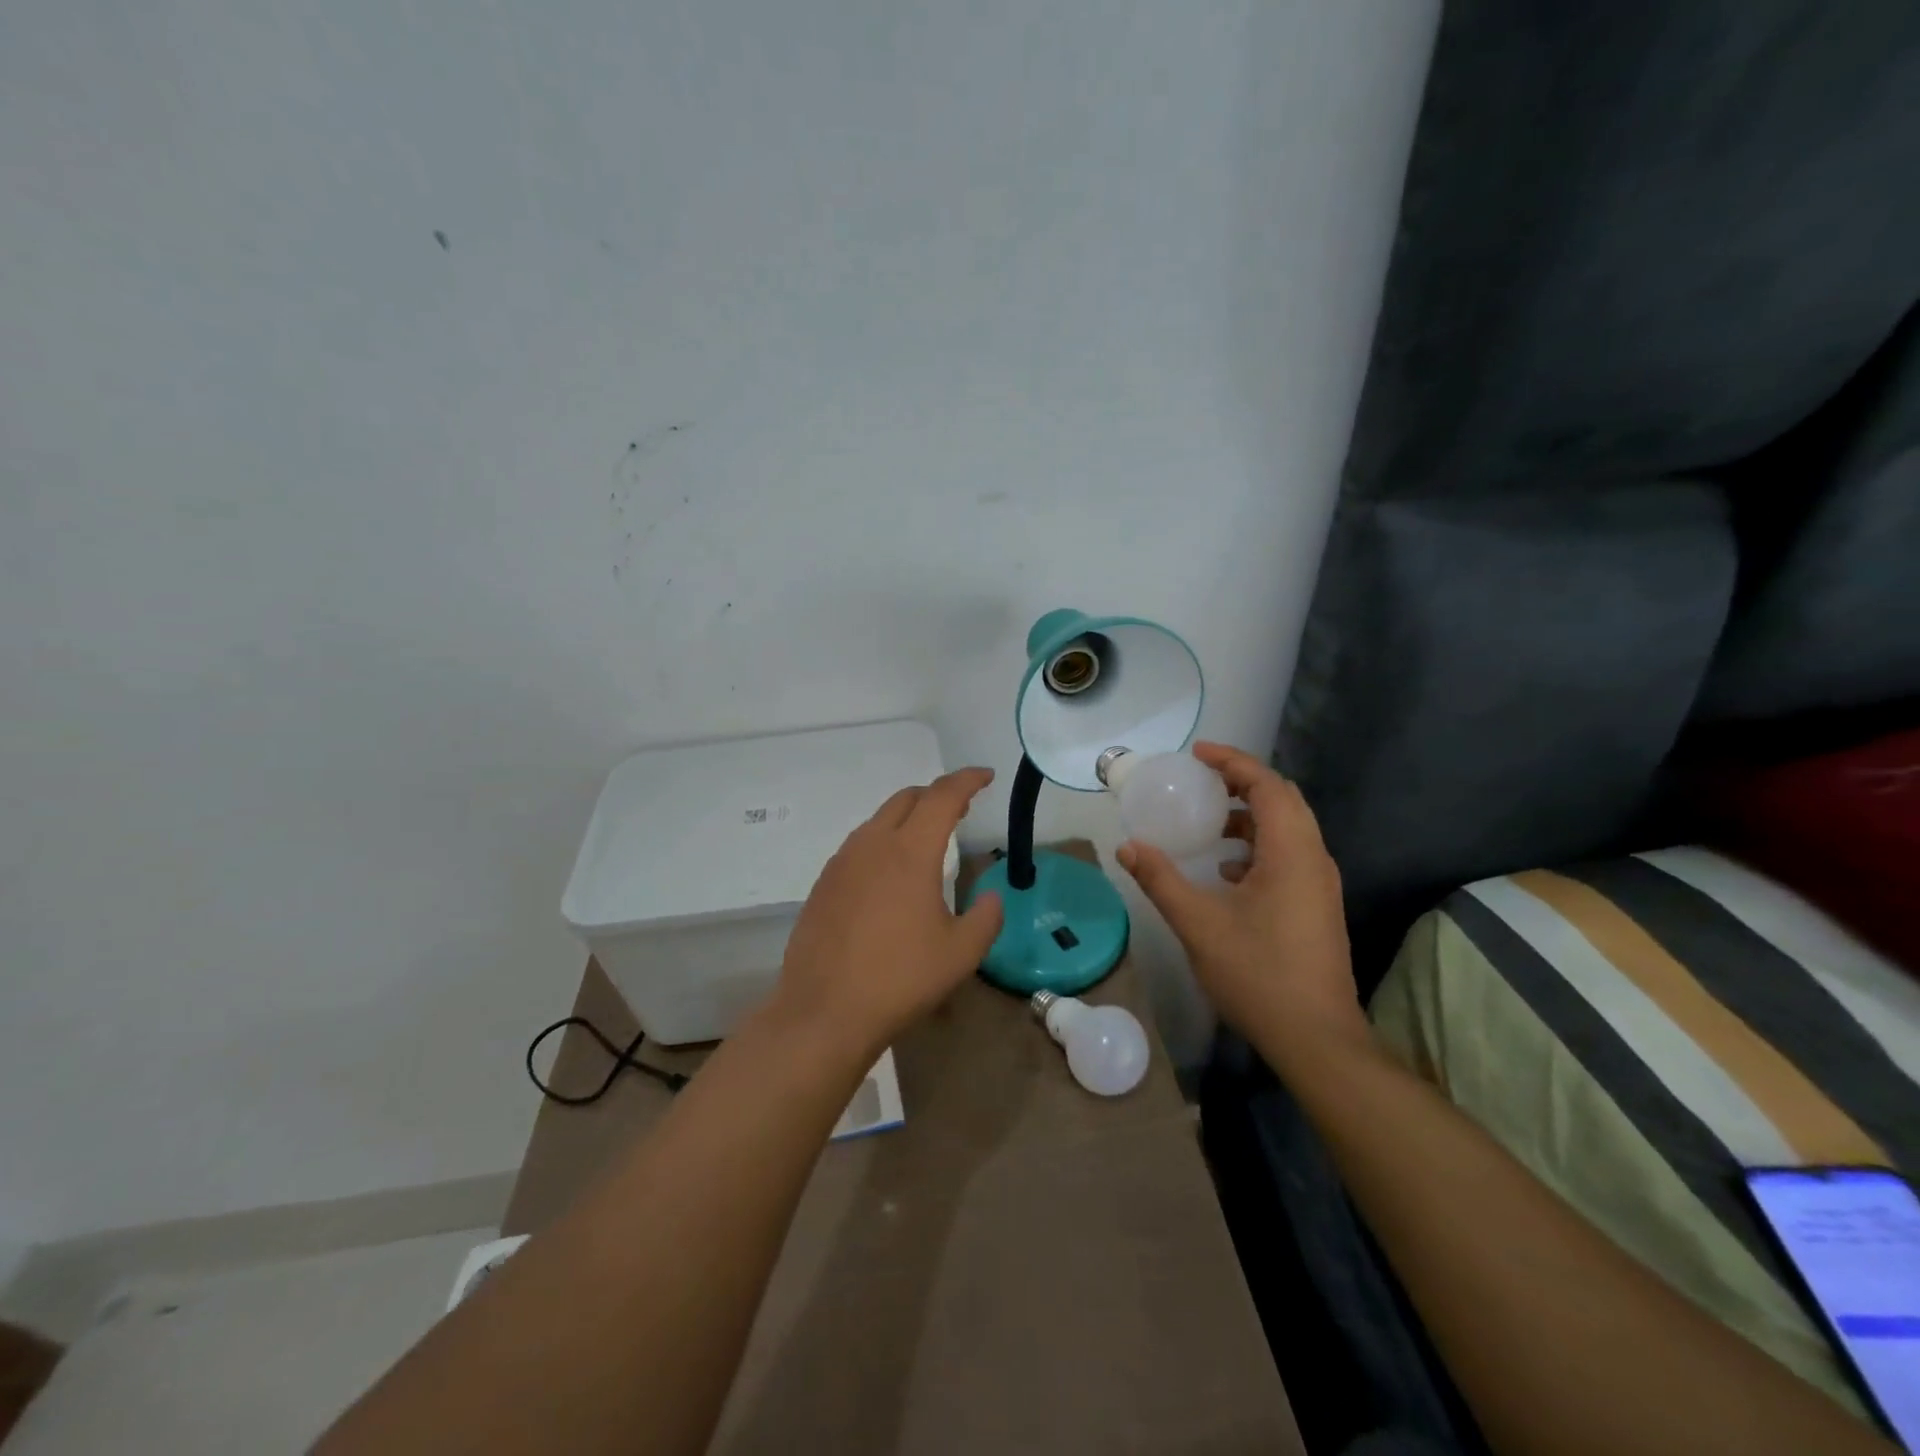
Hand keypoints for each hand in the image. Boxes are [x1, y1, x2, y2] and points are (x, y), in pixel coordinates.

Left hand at [768, 767, 1003, 1061]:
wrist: (824, 1011)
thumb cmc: (900, 979)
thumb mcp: (961, 953)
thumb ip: (986, 917)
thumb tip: (990, 896)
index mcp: (910, 852)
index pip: (942, 796)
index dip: (967, 780)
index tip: (985, 776)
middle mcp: (872, 844)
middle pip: (907, 799)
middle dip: (937, 795)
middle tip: (961, 808)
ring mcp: (842, 862)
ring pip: (879, 820)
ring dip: (908, 817)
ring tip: (928, 839)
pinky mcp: (823, 883)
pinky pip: (859, 845)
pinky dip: (884, 841)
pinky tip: (890, 873)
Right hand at [1117, 742, 1366, 1071]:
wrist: (1316, 1038)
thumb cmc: (1258, 974)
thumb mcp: (1198, 924)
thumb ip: (1161, 880)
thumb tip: (1128, 847)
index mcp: (1291, 853)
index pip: (1268, 786)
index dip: (1233, 762)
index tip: (1197, 753)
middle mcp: (1314, 859)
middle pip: (1283, 800)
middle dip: (1242, 782)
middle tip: (1201, 778)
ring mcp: (1319, 885)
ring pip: (1289, 830)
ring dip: (1251, 815)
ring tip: (1209, 820)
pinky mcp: (1316, 907)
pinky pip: (1289, 855)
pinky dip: (1258, 846)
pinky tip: (1227, 870)